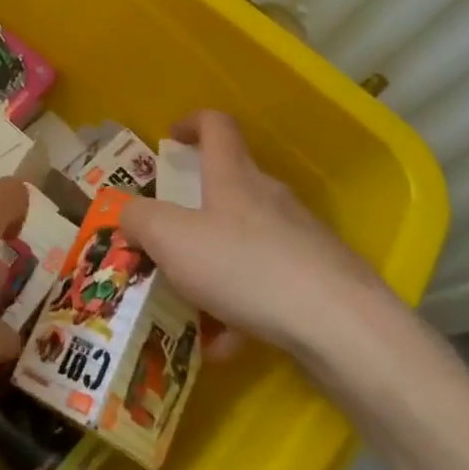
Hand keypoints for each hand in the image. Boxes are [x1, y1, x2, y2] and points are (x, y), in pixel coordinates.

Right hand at [122, 111, 384, 355]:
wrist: (342, 328)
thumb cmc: (245, 266)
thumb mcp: (170, 238)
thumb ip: (138, 219)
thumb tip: (126, 211)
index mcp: (233, 176)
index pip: (216, 126)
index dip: (191, 123)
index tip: (170, 139)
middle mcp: (269, 198)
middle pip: (229, 188)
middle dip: (193, 211)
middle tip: (165, 239)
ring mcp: (300, 240)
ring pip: (245, 243)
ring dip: (214, 267)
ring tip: (188, 306)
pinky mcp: (320, 282)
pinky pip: (267, 287)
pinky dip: (241, 310)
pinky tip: (224, 345)